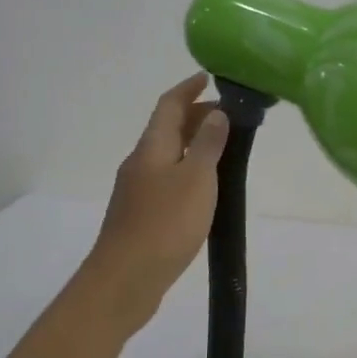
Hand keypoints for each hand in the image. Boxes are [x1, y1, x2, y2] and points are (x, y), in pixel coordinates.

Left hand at [79, 72, 228, 338]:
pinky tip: (206, 188)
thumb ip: (207, 144)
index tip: (210, 77)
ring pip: (168, 154)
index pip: (169, 105)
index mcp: (152, 147)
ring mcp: (138, 190)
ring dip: (194, 144)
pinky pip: (168, 178)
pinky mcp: (142, 215)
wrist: (125, 280)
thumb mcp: (196, 179)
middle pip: (167, 128)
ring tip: (225, 149)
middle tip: (231, 117)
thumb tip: (216, 113)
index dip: (188, 88)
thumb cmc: (165, 224)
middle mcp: (141, 163)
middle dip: (196, 116)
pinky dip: (189, 170)